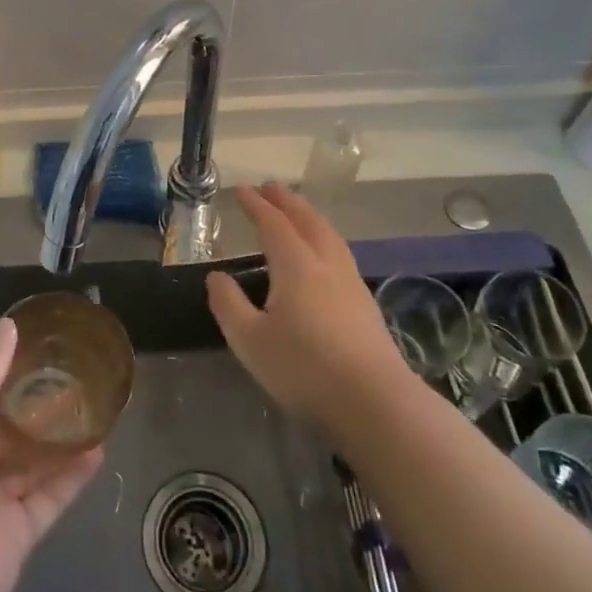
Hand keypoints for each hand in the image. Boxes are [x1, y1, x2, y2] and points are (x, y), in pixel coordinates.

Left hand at [0, 318, 104, 591]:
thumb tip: (9, 324)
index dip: (8, 367)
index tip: (41, 344)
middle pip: (15, 426)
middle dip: (41, 405)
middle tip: (78, 377)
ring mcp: (0, 498)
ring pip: (36, 461)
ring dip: (62, 440)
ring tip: (95, 411)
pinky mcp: (21, 529)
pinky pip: (52, 496)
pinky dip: (73, 477)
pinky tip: (99, 453)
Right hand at [205, 183, 409, 426]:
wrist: (375, 403)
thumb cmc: (304, 369)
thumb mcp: (250, 340)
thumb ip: (228, 304)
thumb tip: (217, 277)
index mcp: (296, 266)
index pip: (273, 224)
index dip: (256, 205)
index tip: (242, 190)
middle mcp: (326, 264)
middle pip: (307, 221)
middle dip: (287, 201)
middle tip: (270, 187)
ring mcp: (351, 283)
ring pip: (329, 235)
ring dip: (309, 216)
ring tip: (297, 212)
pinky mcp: (365, 305)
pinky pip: (340, 253)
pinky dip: (324, 238)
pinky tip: (322, 255)